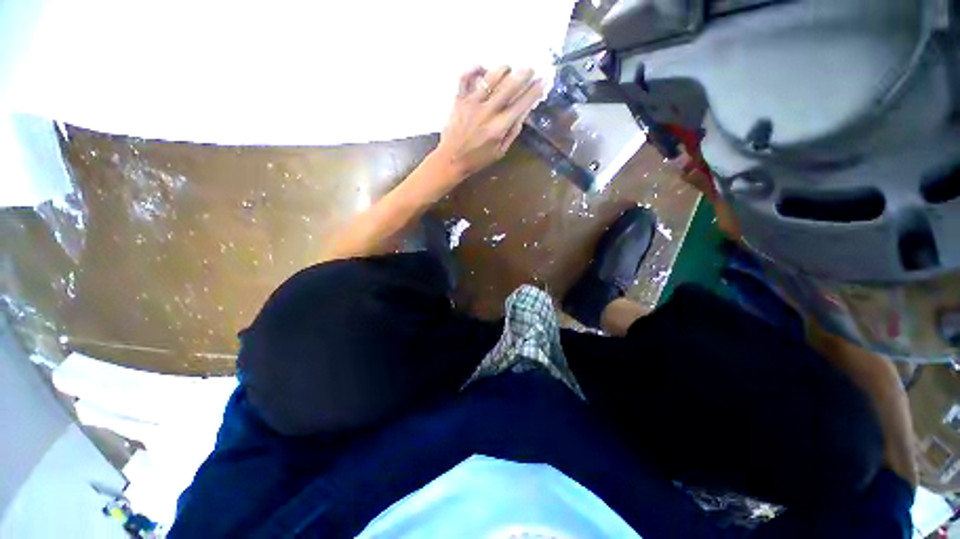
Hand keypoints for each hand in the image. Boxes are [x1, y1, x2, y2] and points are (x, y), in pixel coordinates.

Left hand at [433, 66, 545, 179]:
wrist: (451, 160)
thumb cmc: (477, 159)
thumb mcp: (500, 152)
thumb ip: (512, 132)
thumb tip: (523, 112)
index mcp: (499, 127)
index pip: (521, 104)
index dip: (534, 91)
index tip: (543, 80)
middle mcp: (487, 112)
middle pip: (509, 86)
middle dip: (523, 74)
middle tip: (530, 68)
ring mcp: (472, 103)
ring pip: (490, 77)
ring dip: (503, 69)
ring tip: (509, 68)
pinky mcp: (459, 99)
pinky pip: (465, 77)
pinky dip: (474, 68)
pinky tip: (482, 68)